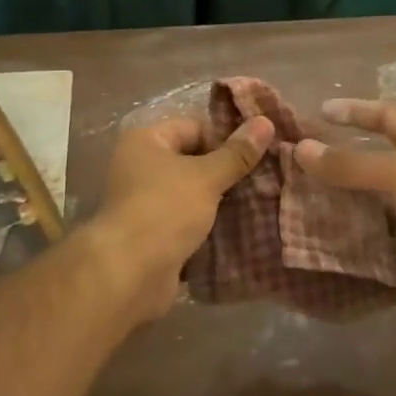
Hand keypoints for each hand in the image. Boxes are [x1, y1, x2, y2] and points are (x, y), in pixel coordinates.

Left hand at [88, 115, 274, 321]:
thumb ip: (237, 153)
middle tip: (265, 178)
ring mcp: (145, 202)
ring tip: (259, 202)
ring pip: (192, 194)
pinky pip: (187, 222)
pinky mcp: (153, 234)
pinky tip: (240, 229)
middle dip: (226, 172)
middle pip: (193, 161)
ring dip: (219, 201)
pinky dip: (208, 225)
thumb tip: (266, 122)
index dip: (226, 139)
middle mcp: (140, 166)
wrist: (130, 273)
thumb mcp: (206, 177)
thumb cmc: (165, 209)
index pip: (194, 128)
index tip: (258, 153)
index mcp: (145, 141)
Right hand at [294, 100, 395, 328]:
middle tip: (290, 159)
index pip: (385, 117)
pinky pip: (361, 234)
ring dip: (330, 198)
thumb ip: (349, 163)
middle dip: (332, 158)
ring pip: (359, 199)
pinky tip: (306, 231)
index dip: (355, 111)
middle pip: (365, 159)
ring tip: (288, 194)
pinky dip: (337, 232)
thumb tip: (300, 148)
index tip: (320, 111)